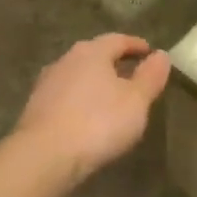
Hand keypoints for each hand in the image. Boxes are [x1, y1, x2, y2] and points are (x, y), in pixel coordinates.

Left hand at [15, 34, 170, 179]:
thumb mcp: (136, 101)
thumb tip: (161, 55)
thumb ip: (150, 76)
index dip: (136, 45)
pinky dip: (81, 100)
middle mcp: (66, 60)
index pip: (118, 39)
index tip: (149, 52)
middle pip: (95, 55)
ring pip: (78, 75)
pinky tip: (88, 117)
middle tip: (132, 75)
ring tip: (112, 98)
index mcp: (92, 52)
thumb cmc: (98, 123)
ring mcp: (46, 84)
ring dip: (95, 82)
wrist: (44, 156)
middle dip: (114, 63)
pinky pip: (65, 96)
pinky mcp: (35, 108)